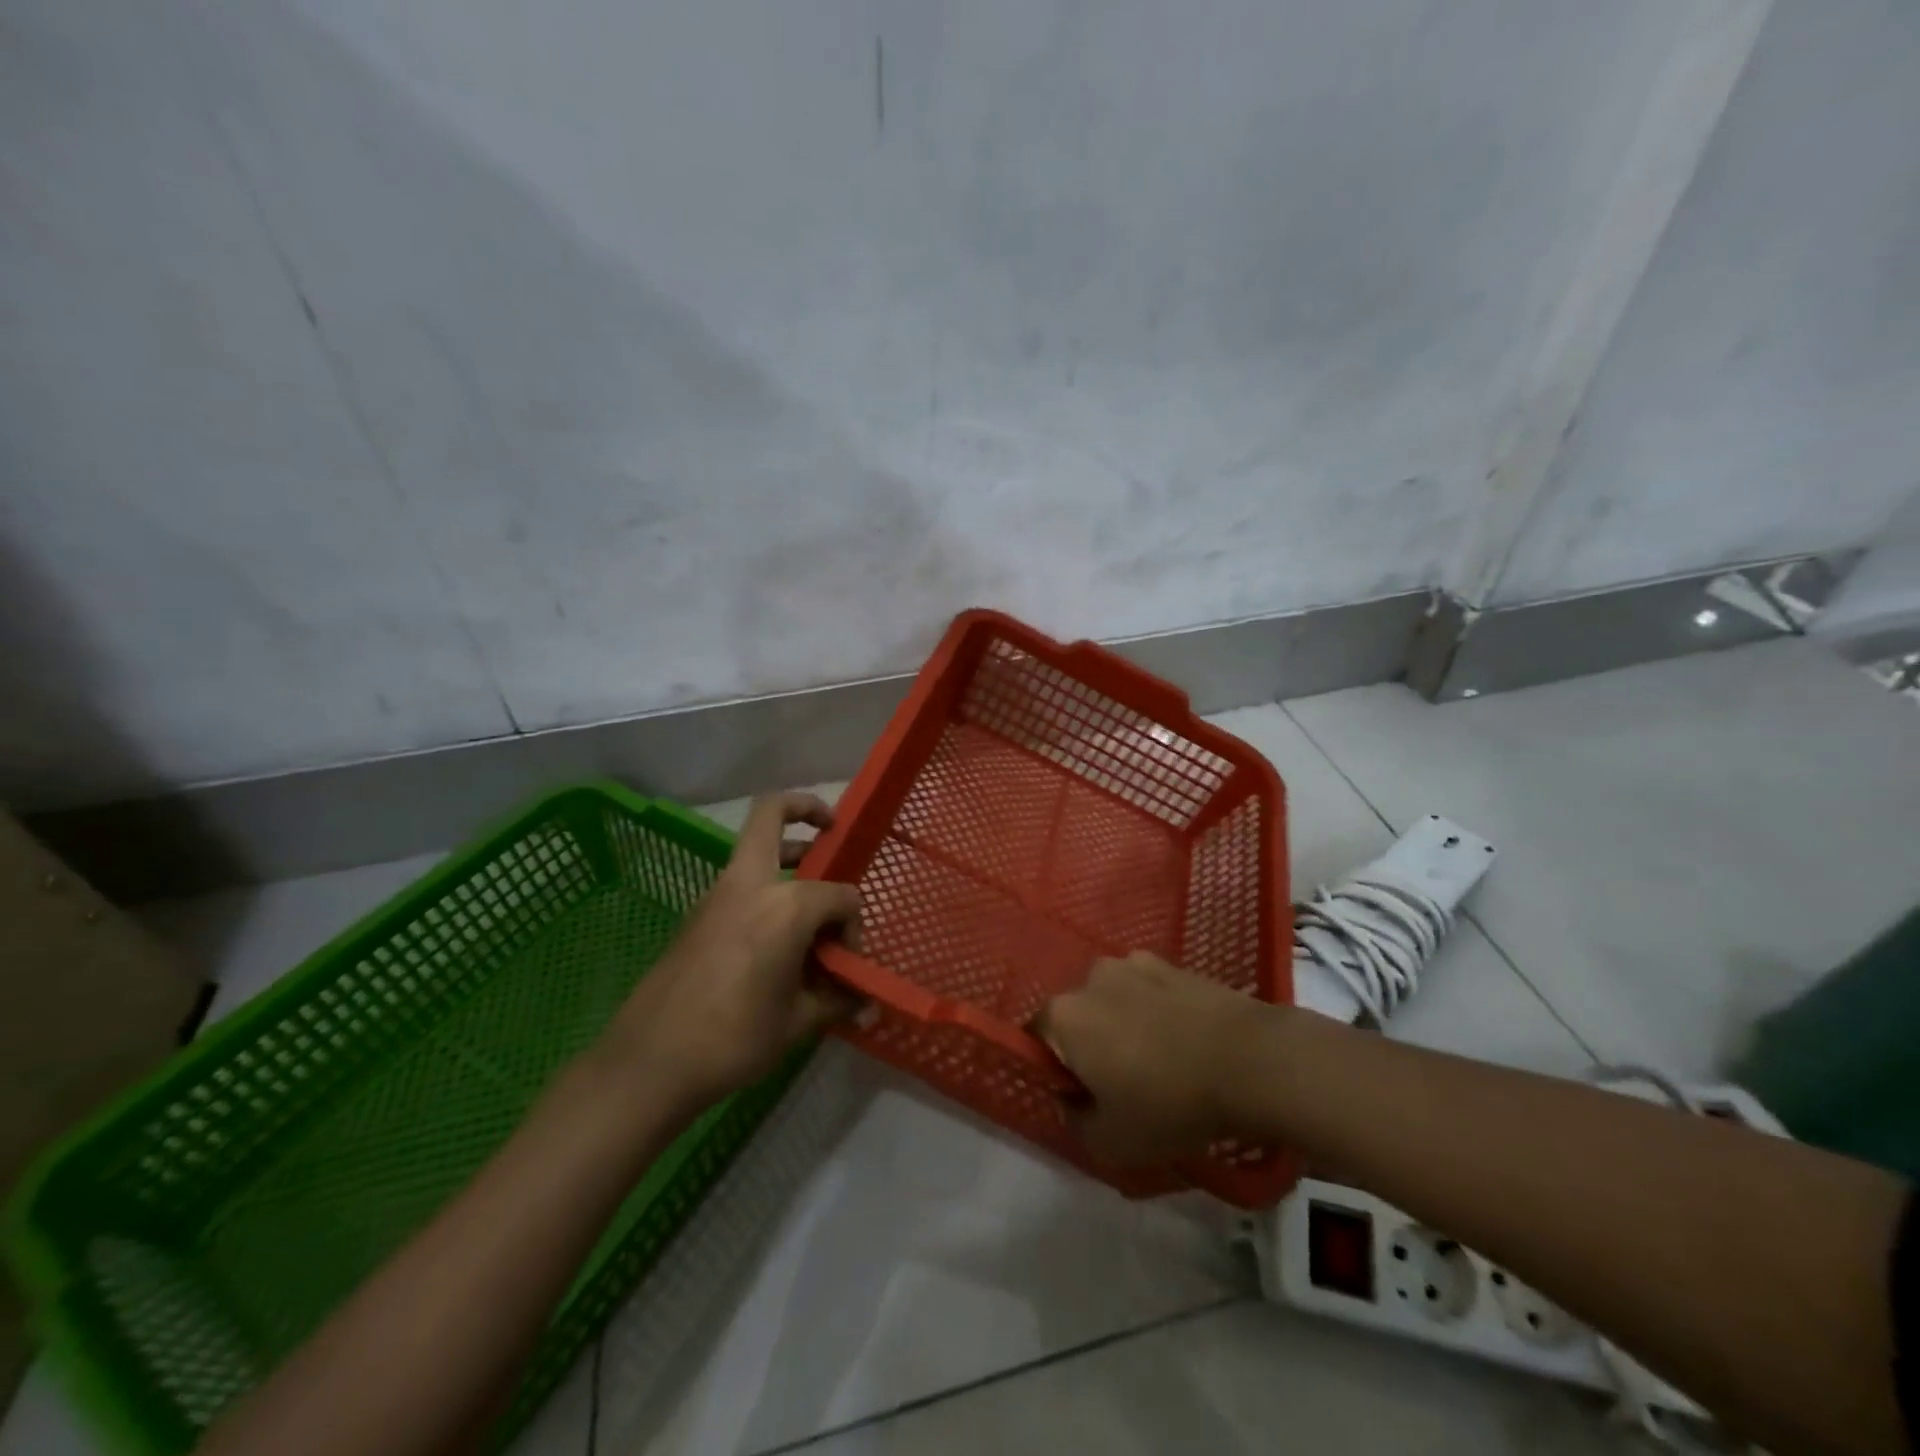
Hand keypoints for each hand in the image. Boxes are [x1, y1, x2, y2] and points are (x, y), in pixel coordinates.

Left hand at [604, 792, 862, 1108]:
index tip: (846, 962)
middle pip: (772, 812)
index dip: (853, 925)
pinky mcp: (698, 915)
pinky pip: (742, 884)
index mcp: (785, 906)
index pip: (840, 896)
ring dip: (787, 856)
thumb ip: (837, 1000)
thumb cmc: (735, 1038)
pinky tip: (778, 939)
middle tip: (832, 828)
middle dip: (806, 808)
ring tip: (812, 895)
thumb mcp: (798, 1022)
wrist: (650, 1062)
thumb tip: (865, 1003)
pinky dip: (767, 891)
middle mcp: (750, 884)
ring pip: (755, 849)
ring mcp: (717, 895)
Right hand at [1032, 952, 1264, 1166]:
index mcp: (1064, 1015)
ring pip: (1113, 1000)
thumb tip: (1075, 1101)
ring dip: (1123, 1024)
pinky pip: (1148, 991)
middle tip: (1123, 1085)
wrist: (1250, 1061)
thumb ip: (1076, 1122)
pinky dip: (1156, 1011)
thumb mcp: (1112, 1142)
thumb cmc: (1170, 1103)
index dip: (1054, 1071)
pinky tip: (1186, 1041)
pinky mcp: (1172, 963)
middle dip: (1090, 1045)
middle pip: (1076, 1015)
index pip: (1035, 1038)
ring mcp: (1133, 964)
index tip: (1084, 1098)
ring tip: (1160, 1061)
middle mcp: (1090, 978)